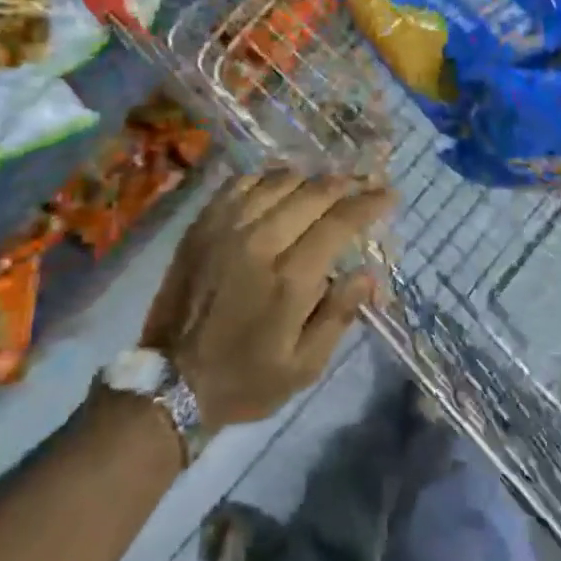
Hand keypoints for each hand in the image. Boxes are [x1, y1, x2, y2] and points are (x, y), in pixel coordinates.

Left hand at [142, 169, 395, 429]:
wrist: (171, 382)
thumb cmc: (246, 379)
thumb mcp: (305, 366)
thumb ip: (339, 315)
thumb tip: (368, 273)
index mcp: (290, 278)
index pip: (340, 222)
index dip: (369, 203)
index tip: (389, 195)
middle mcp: (260, 242)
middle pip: (313, 192)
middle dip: (346, 184)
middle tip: (364, 184)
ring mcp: (226, 228)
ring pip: (279, 181)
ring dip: (310, 179)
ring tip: (326, 185)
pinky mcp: (202, 226)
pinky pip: (240, 184)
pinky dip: (267, 178)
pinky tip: (280, 185)